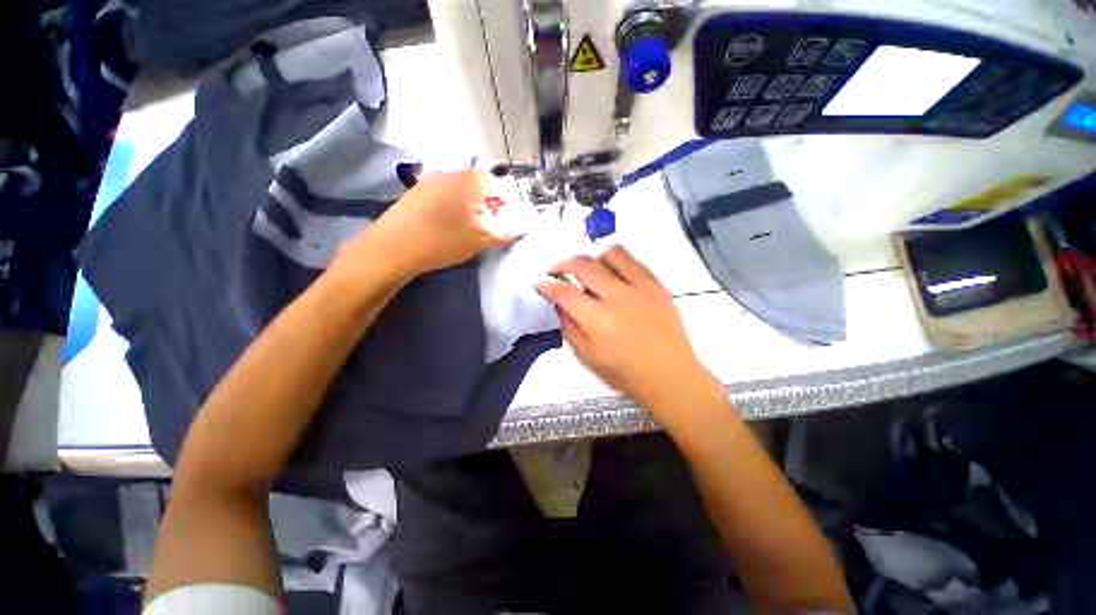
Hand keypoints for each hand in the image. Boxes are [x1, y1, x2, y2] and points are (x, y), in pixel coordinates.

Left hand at [346, 170, 519, 280]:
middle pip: (480, 186)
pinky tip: (448, 227)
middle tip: (490, 229)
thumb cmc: (442, 241)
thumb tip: (523, 225)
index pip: (499, 186)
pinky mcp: (416, 193)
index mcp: (468, 180)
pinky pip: (445, 196)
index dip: (508, 205)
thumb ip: (505, 231)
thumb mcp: (480, 240)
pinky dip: (454, 209)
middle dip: (490, 207)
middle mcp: (449, 173)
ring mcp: (430, 181)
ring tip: (469, 231)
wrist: (390, 249)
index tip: (506, 225)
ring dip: (472, 208)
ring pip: (462, 191)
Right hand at [535, 246, 720, 413]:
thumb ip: (570, 327)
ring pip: (611, 254)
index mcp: (598, 321)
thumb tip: (560, 303)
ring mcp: (641, 288)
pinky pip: (634, 261)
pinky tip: (615, 276)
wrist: (671, 376)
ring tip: (591, 271)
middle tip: (557, 269)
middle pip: (584, 264)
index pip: (564, 292)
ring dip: (594, 258)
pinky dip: (618, 263)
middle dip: (563, 262)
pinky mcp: (658, 286)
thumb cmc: (626, 373)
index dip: (546, 284)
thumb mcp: (588, 357)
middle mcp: (618, 297)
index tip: (539, 281)